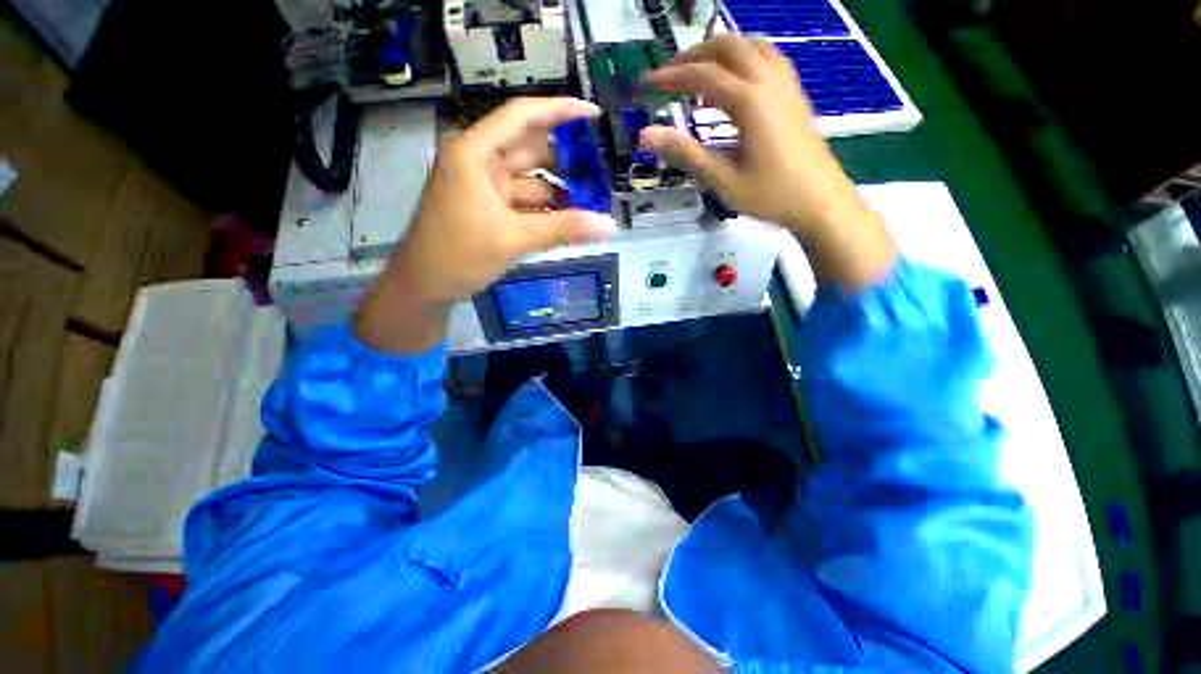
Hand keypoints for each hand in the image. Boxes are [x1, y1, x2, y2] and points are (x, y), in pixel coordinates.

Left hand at [356, 97, 617, 352]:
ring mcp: (486, 186)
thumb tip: (610, 226)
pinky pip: (526, 202)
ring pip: (532, 181)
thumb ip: (564, 229)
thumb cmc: (460, 255)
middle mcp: (481, 162)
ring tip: (596, 202)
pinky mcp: (491, 208)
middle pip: (532, 150)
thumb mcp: (515, 239)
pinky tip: (573, 221)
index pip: (522, 117)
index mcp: (476, 153)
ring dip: (561, 192)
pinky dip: (548, 211)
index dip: (560, 111)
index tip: (594, 116)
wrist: (425, 286)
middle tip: (603, 172)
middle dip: (568, 162)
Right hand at [640, 36, 861, 234]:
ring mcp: (786, 84)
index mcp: (750, 101)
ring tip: (698, 73)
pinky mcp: (794, 93)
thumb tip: (646, 135)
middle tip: (669, 76)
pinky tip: (735, 78)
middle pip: (727, 46)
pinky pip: (767, 57)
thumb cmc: (770, 195)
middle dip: (693, 54)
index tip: (646, 84)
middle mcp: (769, 81)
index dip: (670, 77)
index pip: (703, 75)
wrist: (820, 201)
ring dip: (719, 50)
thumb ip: (685, 153)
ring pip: (750, 45)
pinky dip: (743, 57)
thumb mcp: (722, 180)